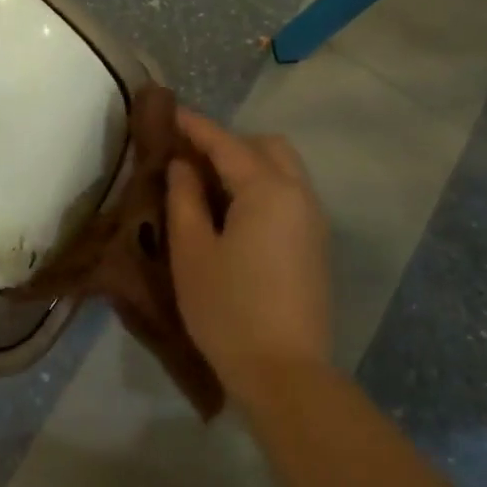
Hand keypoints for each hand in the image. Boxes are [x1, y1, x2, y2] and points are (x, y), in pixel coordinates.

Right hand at [165, 109, 331, 412]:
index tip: (169, 112)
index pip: (226, 143)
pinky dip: (263, 188)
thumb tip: (184, 166)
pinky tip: (235, 215)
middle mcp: (299, 194)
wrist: (285, 373)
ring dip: (248, 166)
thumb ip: (185, 199)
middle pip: (266, 147)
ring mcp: (313, 220)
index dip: (195, 126)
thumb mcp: (192, 253)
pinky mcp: (316, 245)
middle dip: (229, 143)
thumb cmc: (228, 310)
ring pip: (283, 170)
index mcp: (267, 190)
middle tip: (190, 160)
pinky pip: (290, 196)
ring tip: (209, 188)